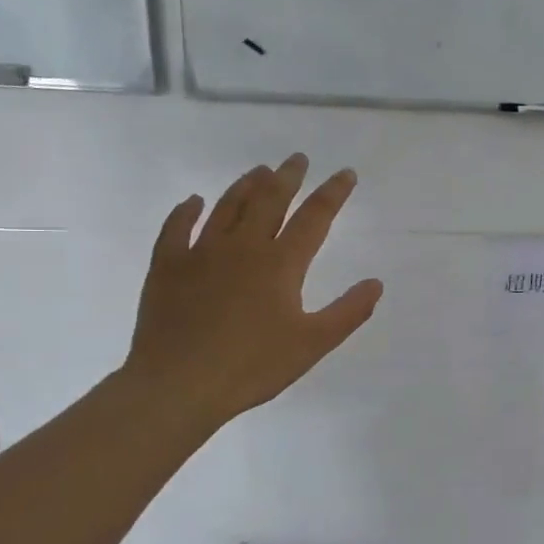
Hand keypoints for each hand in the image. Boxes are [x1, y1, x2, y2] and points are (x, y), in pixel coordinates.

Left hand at [120, 154, 382, 430]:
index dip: (333, 193)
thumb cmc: (252, 366)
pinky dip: (185, 211)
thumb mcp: (313, 344)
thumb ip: (348, 312)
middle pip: (269, 201)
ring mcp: (200, 254)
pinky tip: (193, 201)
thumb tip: (376, 283)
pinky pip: (175, 229)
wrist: (178, 385)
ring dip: (245, 186)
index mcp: (281, 264)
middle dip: (288, 177)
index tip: (346, 173)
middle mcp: (242, 248)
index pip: (314, 218)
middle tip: (297, 158)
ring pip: (226, 207)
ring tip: (259, 170)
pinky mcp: (167, 268)